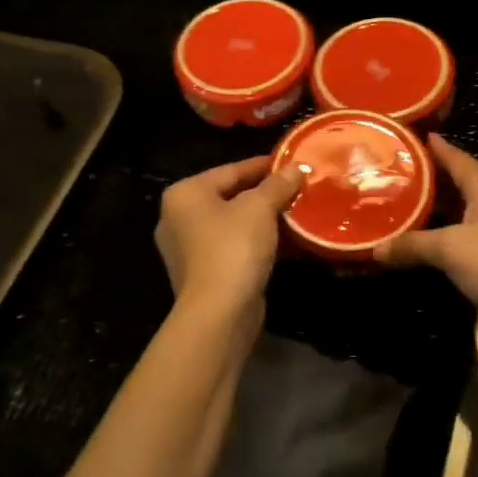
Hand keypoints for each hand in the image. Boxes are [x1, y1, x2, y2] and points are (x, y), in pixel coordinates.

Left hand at [155, 155, 300, 317]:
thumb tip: (297, 167)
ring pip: (234, 224)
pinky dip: (258, 242)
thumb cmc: (233, 248)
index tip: (292, 163)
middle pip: (231, 196)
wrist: (219, 313)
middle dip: (267, 194)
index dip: (265, 165)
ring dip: (265, 220)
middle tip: (299, 189)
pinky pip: (235, 247)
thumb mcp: (260, 208)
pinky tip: (287, 242)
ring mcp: (189, 249)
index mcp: (185, 194)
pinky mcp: (203, 274)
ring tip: (297, 214)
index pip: (231, 170)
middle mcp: (179, 218)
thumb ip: (278, 184)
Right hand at [375, 135, 477, 356]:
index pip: (458, 159)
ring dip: (425, 214)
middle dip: (423, 180)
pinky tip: (407, 246)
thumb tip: (375, 248)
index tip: (408, 135)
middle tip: (385, 173)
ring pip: (452, 217)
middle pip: (453, 186)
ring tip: (389, 205)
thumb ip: (412, 244)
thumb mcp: (451, 248)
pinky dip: (430, 243)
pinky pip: (452, 246)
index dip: (436, 147)